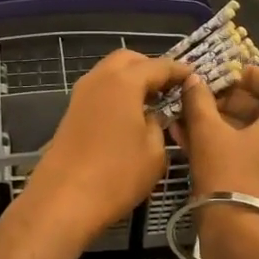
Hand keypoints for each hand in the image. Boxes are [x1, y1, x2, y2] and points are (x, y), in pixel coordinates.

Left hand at [22, 50, 187, 243]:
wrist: (64, 199)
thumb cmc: (117, 175)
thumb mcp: (154, 152)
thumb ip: (158, 124)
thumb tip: (152, 115)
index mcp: (123, 81)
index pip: (157, 66)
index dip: (178, 70)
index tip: (194, 77)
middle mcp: (99, 79)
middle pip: (127, 60)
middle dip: (150, 67)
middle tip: (170, 87)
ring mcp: (81, 95)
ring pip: (109, 73)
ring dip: (131, 80)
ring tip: (152, 102)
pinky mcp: (71, 112)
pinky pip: (100, 91)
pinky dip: (117, 93)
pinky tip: (130, 116)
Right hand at [172, 66, 258, 214]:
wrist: (240, 238)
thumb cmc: (228, 176)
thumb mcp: (207, 133)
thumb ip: (199, 101)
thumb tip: (194, 80)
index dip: (252, 74)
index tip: (224, 76)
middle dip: (228, 101)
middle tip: (198, 100)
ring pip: (251, 134)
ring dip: (220, 124)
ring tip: (186, 121)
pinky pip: (247, 156)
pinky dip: (224, 145)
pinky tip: (190, 144)